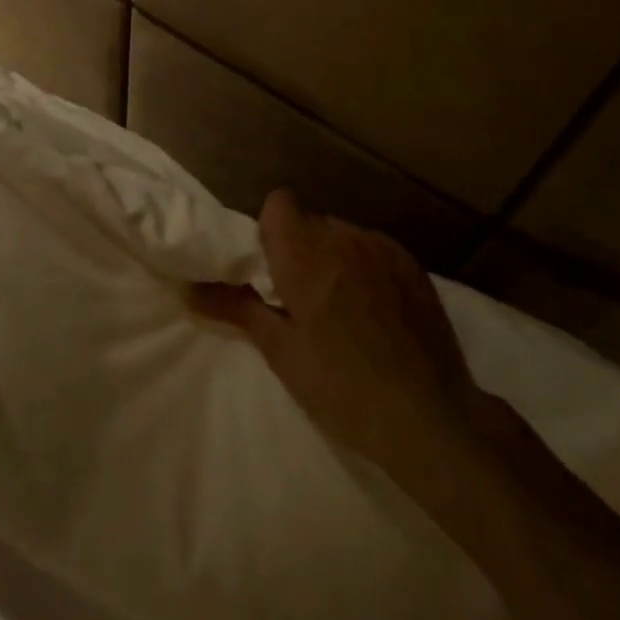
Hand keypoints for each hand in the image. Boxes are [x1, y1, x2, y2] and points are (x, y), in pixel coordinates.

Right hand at [189, 190, 486, 497]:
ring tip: (341, 307)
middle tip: (301, 297)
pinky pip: (374, 248)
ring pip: (342, 234)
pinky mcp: (412, 265)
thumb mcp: (282, 353)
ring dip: (333, 256)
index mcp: (306, 254)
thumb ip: (236, 308)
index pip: (279, 202)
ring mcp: (383, 248)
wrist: (431, 417)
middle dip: (299, 248)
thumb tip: (188, 289)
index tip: (271, 269)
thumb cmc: (343, 388)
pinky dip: (364, 266)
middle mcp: (344, 238)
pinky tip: (375, 311)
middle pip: (310, 220)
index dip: (270, 229)